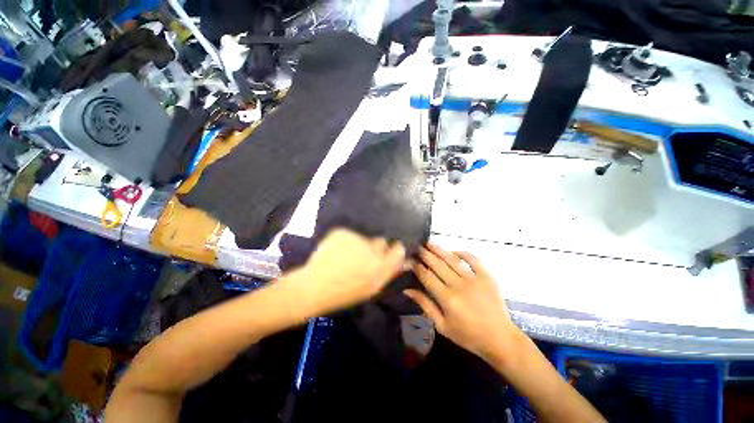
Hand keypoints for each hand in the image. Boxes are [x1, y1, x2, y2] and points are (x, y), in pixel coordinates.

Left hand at [295, 229, 405, 314]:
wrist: (314, 287)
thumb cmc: (344, 293)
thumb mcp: (371, 288)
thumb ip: (388, 272)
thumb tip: (401, 260)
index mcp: (381, 266)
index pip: (398, 249)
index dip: (395, 249)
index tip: (390, 251)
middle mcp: (372, 249)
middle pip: (381, 241)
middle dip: (376, 247)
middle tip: (363, 256)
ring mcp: (356, 238)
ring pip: (364, 238)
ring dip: (359, 244)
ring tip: (346, 255)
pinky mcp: (343, 232)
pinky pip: (349, 234)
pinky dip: (345, 240)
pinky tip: (336, 250)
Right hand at [405, 243, 520, 361]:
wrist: (500, 339)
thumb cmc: (468, 335)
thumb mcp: (442, 325)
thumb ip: (425, 305)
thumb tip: (407, 289)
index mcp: (447, 298)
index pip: (427, 276)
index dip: (417, 266)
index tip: (409, 259)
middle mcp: (459, 285)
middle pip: (438, 265)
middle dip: (425, 254)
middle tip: (417, 246)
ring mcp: (474, 279)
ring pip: (452, 260)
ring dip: (439, 250)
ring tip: (429, 243)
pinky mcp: (487, 276)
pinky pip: (473, 260)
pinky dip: (463, 253)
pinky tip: (453, 251)